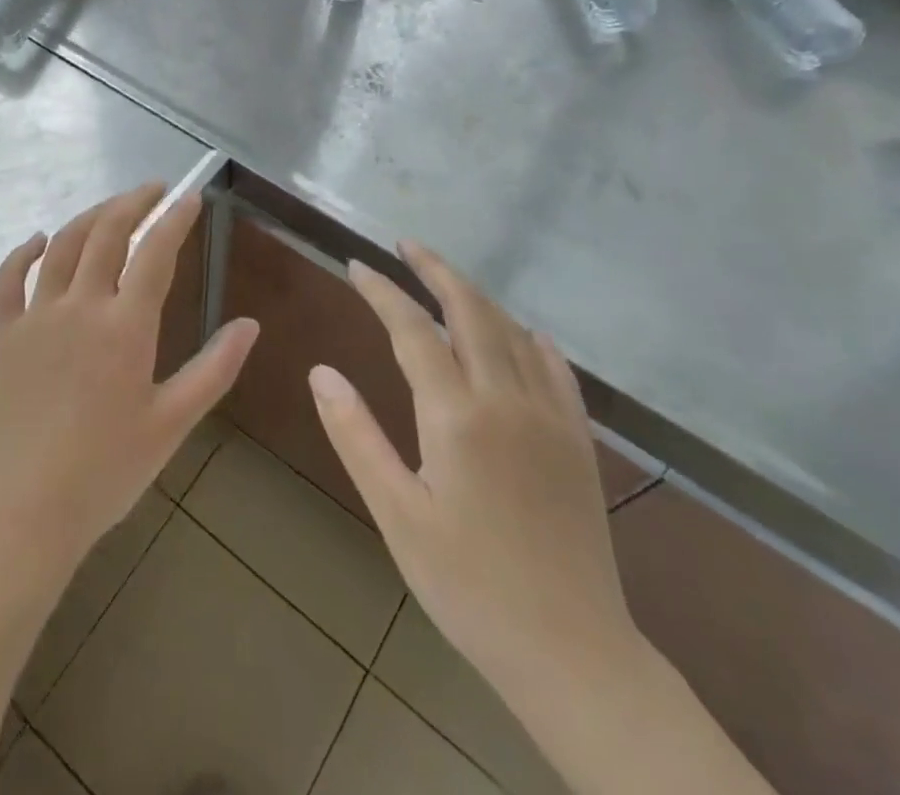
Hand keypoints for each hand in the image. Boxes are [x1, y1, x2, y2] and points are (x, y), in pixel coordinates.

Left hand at [0, 184, 259, 583]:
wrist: (21, 515)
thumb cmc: (105, 473)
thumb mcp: (172, 424)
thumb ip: (214, 370)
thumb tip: (250, 325)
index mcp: (125, 326)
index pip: (155, 252)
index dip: (175, 218)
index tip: (190, 196)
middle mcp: (79, 306)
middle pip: (106, 233)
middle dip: (133, 202)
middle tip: (154, 190)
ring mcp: (34, 316)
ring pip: (61, 245)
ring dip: (90, 217)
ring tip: (112, 208)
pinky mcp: (1, 333)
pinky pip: (8, 278)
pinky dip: (23, 252)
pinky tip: (37, 241)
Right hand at [309, 243, 637, 691]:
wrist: (573, 654)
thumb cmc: (468, 585)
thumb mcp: (396, 515)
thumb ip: (356, 436)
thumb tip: (320, 372)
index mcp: (457, 416)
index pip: (412, 330)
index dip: (382, 291)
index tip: (356, 265)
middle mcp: (507, 400)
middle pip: (471, 312)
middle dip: (436, 270)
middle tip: (406, 244)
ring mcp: (550, 418)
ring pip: (513, 333)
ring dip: (478, 297)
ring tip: (447, 279)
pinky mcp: (578, 442)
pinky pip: (558, 370)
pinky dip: (533, 340)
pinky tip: (525, 334)